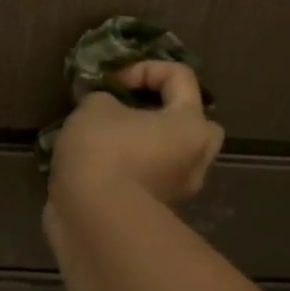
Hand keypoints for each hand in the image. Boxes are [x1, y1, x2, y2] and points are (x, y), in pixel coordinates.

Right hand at [49, 62, 223, 207]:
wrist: (94, 221)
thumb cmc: (103, 152)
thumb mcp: (95, 107)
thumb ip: (106, 97)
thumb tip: (108, 108)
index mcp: (190, 124)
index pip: (180, 77)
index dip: (144, 69)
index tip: (112, 82)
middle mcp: (195, 159)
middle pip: (193, 124)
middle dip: (166, 112)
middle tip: (133, 112)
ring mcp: (178, 191)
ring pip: (170, 156)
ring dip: (146, 145)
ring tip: (108, 141)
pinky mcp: (156, 214)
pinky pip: (150, 179)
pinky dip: (132, 171)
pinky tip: (100, 169)